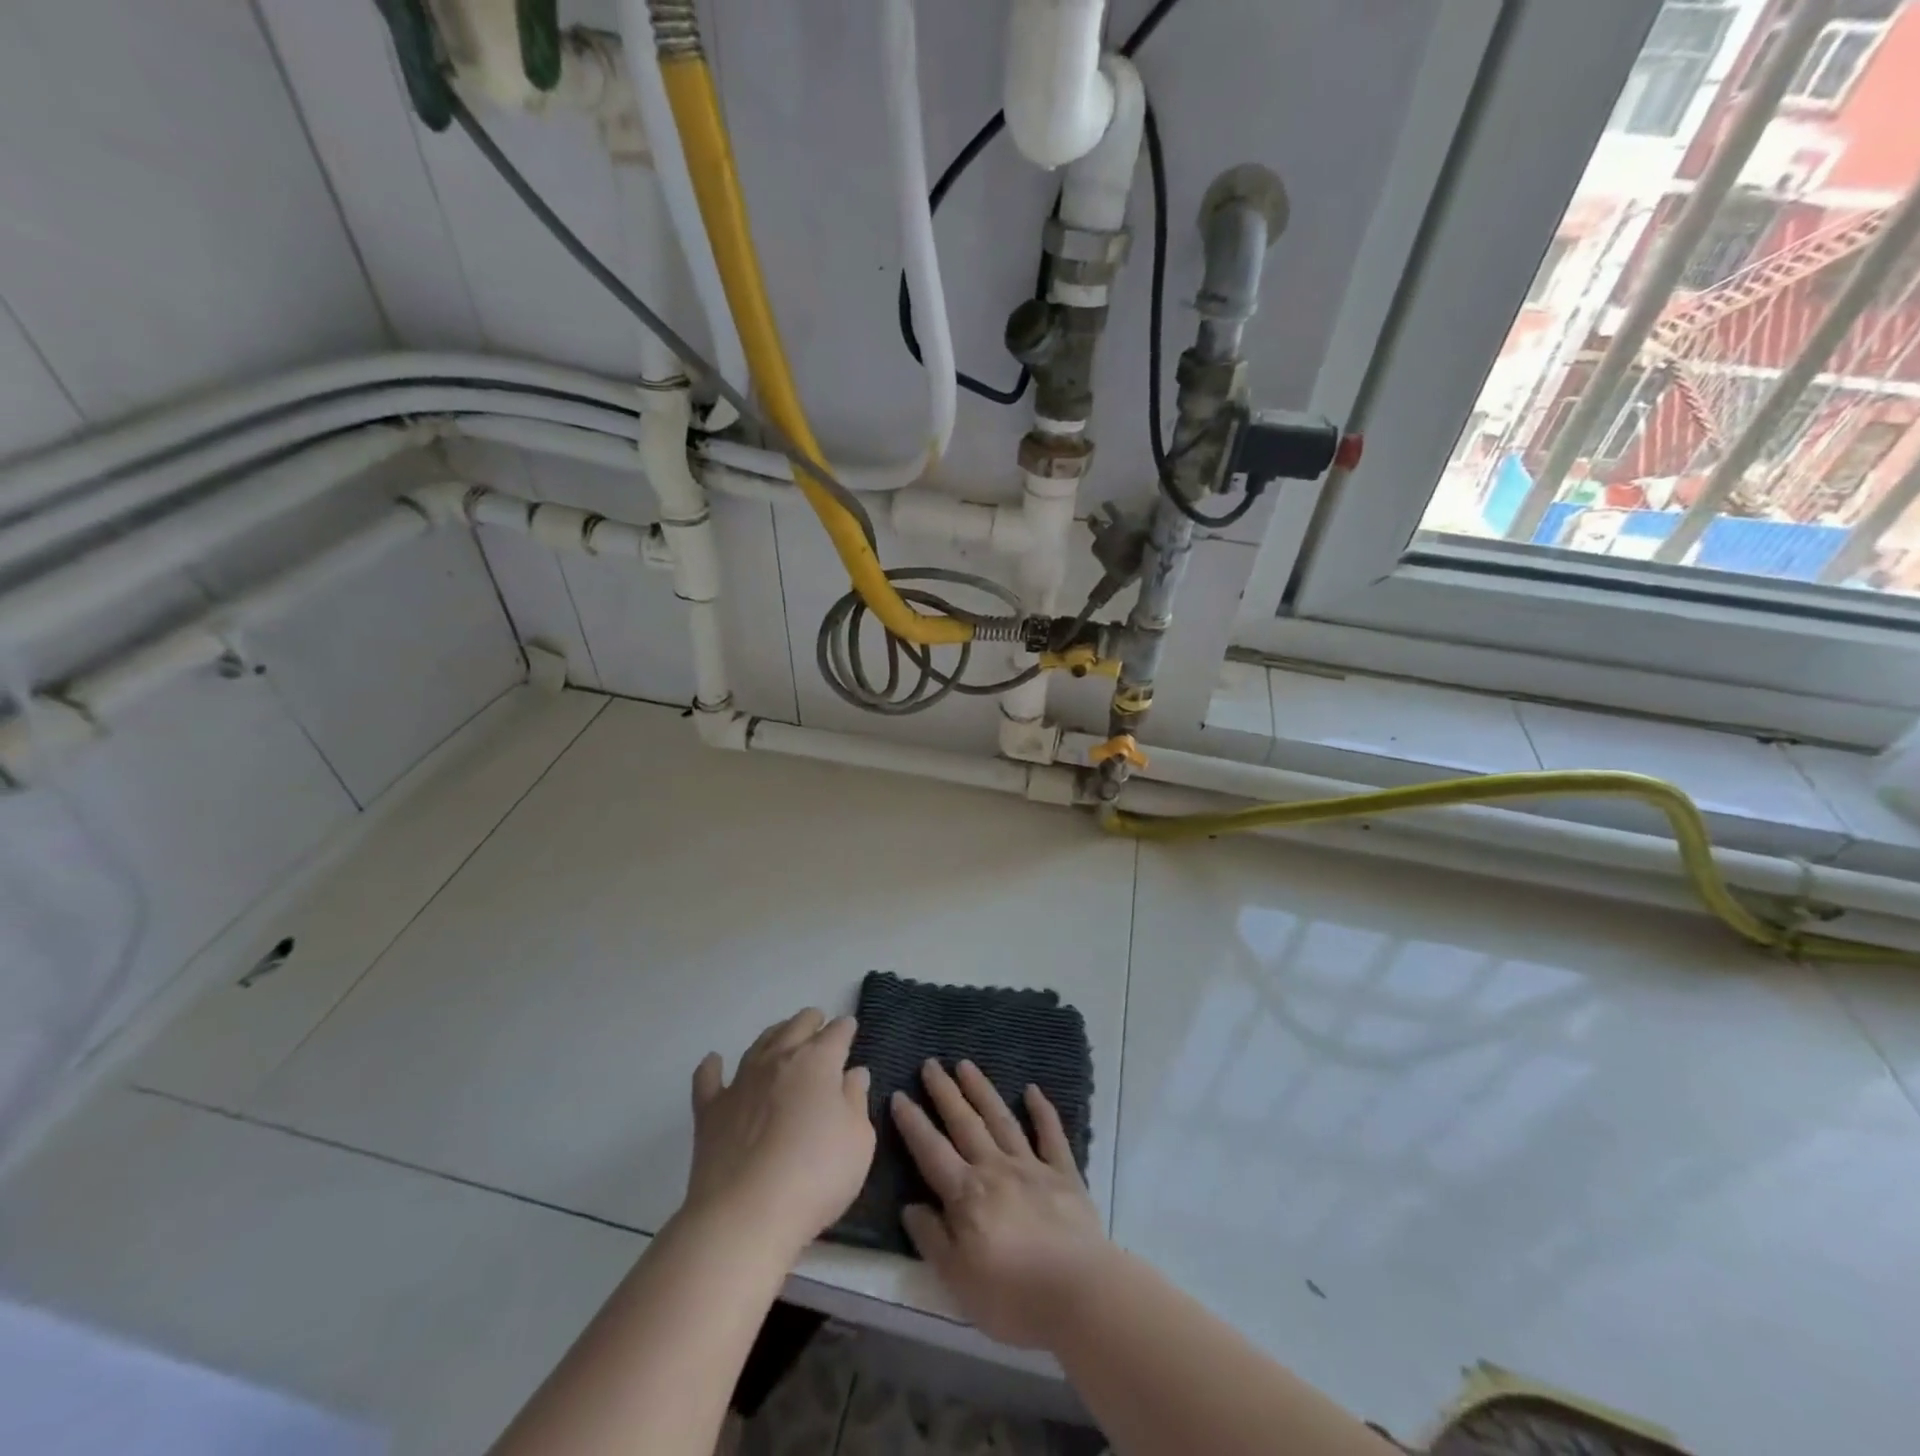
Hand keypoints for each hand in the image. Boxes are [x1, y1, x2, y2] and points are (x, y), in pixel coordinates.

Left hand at [684, 1009, 874, 1259]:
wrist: (745, 1216)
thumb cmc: (816, 1176)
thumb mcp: (858, 1141)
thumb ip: (856, 1100)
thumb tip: (854, 1073)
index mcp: (818, 1062)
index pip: (837, 1033)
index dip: (846, 1028)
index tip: (850, 1028)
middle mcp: (778, 1059)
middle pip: (796, 1026)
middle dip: (811, 1021)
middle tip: (818, 1023)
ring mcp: (741, 1082)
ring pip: (759, 1044)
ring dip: (774, 1034)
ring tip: (782, 1033)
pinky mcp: (711, 1111)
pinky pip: (709, 1079)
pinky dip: (712, 1067)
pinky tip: (714, 1061)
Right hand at [890, 1059, 1113, 1349]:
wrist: (1078, 1293)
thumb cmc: (1012, 1296)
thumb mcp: (957, 1280)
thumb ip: (932, 1239)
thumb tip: (910, 1206)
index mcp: (967, 1194)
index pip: (932, 1151)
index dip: (913, 1123)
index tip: (899, 1094)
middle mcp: (995, 1168)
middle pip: (965, 1124)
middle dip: (945, 1092)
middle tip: (931, 1064)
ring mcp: (1032, 1167)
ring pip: (1001, 1120)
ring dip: (982, 1090)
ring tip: (966, 1064)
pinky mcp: (1064, 1174)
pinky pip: (1051, 1135)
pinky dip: (1042, 1111)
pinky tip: (1032, 1090)